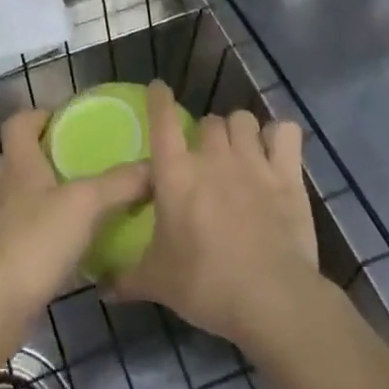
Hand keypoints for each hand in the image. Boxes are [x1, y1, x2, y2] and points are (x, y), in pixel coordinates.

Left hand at [0, 110, 149, 333]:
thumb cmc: (35, 240)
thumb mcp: (85, 205)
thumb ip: (119, 183)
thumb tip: (154, 166)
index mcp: (18, 165)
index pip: (17, 124)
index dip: (36, 116)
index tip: (62, 120)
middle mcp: (1, 189)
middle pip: (12, 160)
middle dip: (37, 158)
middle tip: (70, 163)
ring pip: (13, 199)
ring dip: (36, 198)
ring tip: (71, 205)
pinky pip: (18, 234)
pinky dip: (38, 234)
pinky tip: (64, 247)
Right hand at [114, 83, 320, 347]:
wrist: (270, 299)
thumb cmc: (205, 284)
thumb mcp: (157, 282)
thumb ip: (127, 277)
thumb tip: (101, 288)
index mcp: (176, 173)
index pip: (163, 119)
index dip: (159, 99)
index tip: (158, 89)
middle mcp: (213, 156)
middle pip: (208, 121)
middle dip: (205, 133)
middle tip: (204, 156)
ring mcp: (253, 161)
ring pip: (243, 120)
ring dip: (238, 131)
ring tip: (238, 151)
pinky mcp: (287, 175)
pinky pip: (286, 133)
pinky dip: (280, 136)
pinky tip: (277, 150)